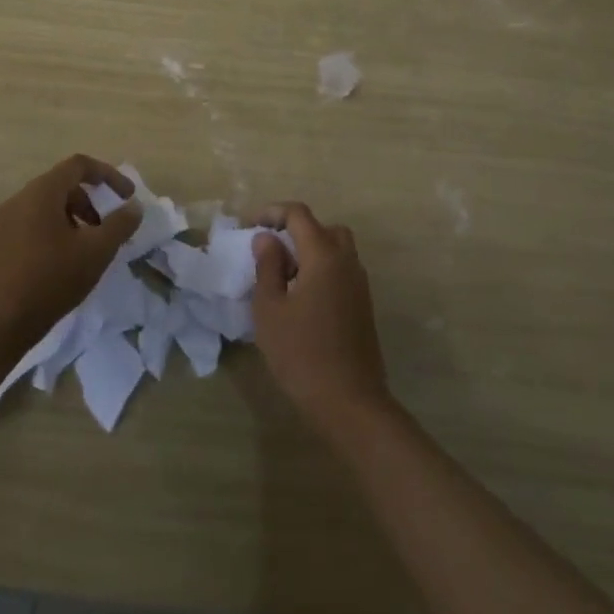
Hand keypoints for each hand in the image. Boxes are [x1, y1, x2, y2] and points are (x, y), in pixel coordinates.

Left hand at [0, 155, 140, 350]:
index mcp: (42, 192)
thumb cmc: (49, 281)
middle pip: (63, 185)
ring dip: (74, 219)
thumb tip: (133, 206)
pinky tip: (62, 265)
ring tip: (86, 250)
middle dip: (91, 202)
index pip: (79, 165)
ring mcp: (4, 223)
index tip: (127, 197)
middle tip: (106, 229)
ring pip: (47, 207)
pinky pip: (32, 224)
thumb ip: (120, 224)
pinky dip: (54, 232)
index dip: (108, 175)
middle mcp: (20, 199)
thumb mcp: (96, 252)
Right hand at [251, 203, 391, 433]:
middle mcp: (346, 261)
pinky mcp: (363, 304)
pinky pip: (341, 270)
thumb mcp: (270, 309)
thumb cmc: (302, 353)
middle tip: (271, 252)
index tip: (250, 226)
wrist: (350, 401)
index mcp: (323, 255)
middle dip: (295, 231)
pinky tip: (302, 299)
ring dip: (310, 251)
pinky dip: (321, 270)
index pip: (299, 214)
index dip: (272, 212)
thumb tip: (267, 238)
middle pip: (323, 228)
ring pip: (336, 249)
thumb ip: (267, 267)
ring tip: (284, 277)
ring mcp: (359, 283)